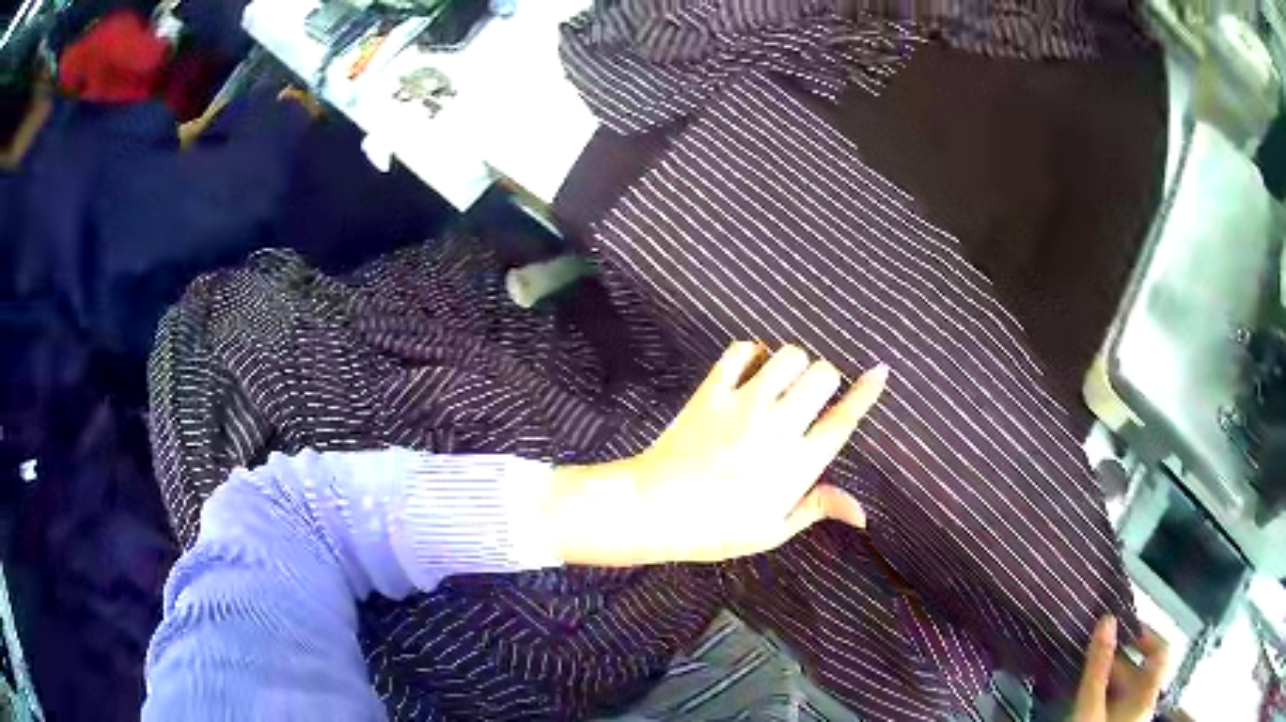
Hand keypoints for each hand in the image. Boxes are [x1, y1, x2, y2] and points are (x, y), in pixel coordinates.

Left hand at [545, 342, 886, 565]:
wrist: (655, 510)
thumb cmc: (716, 528)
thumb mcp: (771, 530)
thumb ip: (817, 509)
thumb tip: (862, 513)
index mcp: (798, 463)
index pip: (844, 419)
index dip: (867, 392)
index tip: (879, 372)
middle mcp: (778, 426)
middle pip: (822, 375)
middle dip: (825, 379)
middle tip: (810, 395)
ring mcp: (745, 404)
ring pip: (788, 355)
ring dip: (792, 363)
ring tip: (781, 381)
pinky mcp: (713, 391)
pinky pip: (741, 350)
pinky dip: (751, 353)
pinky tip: (749, 370)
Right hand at [1072, 616, 1168, 721]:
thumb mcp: (1090, 707)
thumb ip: (1098, 666)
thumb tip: (1107, 620)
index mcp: (1148, 695)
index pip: (1162, 651)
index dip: (1147, 634)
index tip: (1125, 629)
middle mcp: (1145, 703)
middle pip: (1140, 670)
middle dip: (1118, 660)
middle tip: (1094, 654)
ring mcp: (1131, 718)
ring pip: (1126, 688)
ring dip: (1108, 678)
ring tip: (1086, 675)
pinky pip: (1117, 703)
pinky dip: (1104, 695)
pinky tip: (1087, 698)